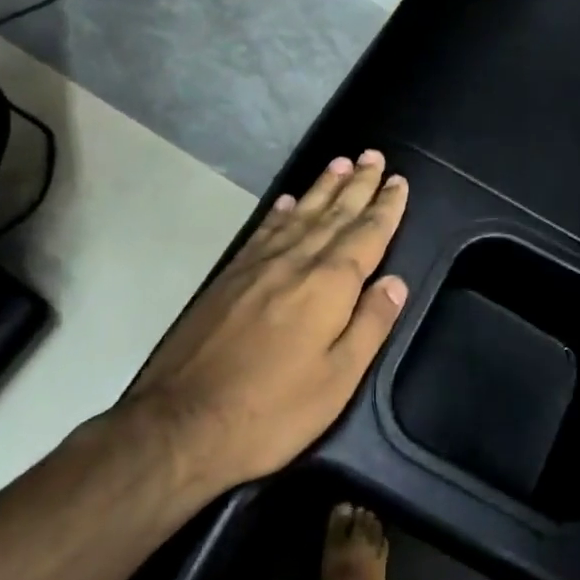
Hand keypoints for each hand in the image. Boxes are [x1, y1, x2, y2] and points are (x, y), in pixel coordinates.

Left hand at [121, 150, 410, 495]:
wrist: (181, 424)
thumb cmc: (272, 410)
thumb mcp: (338, 380)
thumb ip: (370, 325)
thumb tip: (395, 282)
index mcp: (328, 285)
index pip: (366, 234)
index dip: (385, 207)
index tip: (398, 181)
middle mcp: (295, 262)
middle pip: (334, 214)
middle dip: (358, 185)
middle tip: (374, 155)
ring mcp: (257, 266)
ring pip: (299, 214)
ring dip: (323, 188)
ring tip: (341, 163)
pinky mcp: (229, 277)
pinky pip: (264, 231)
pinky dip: (281, 212)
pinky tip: (288, 202)